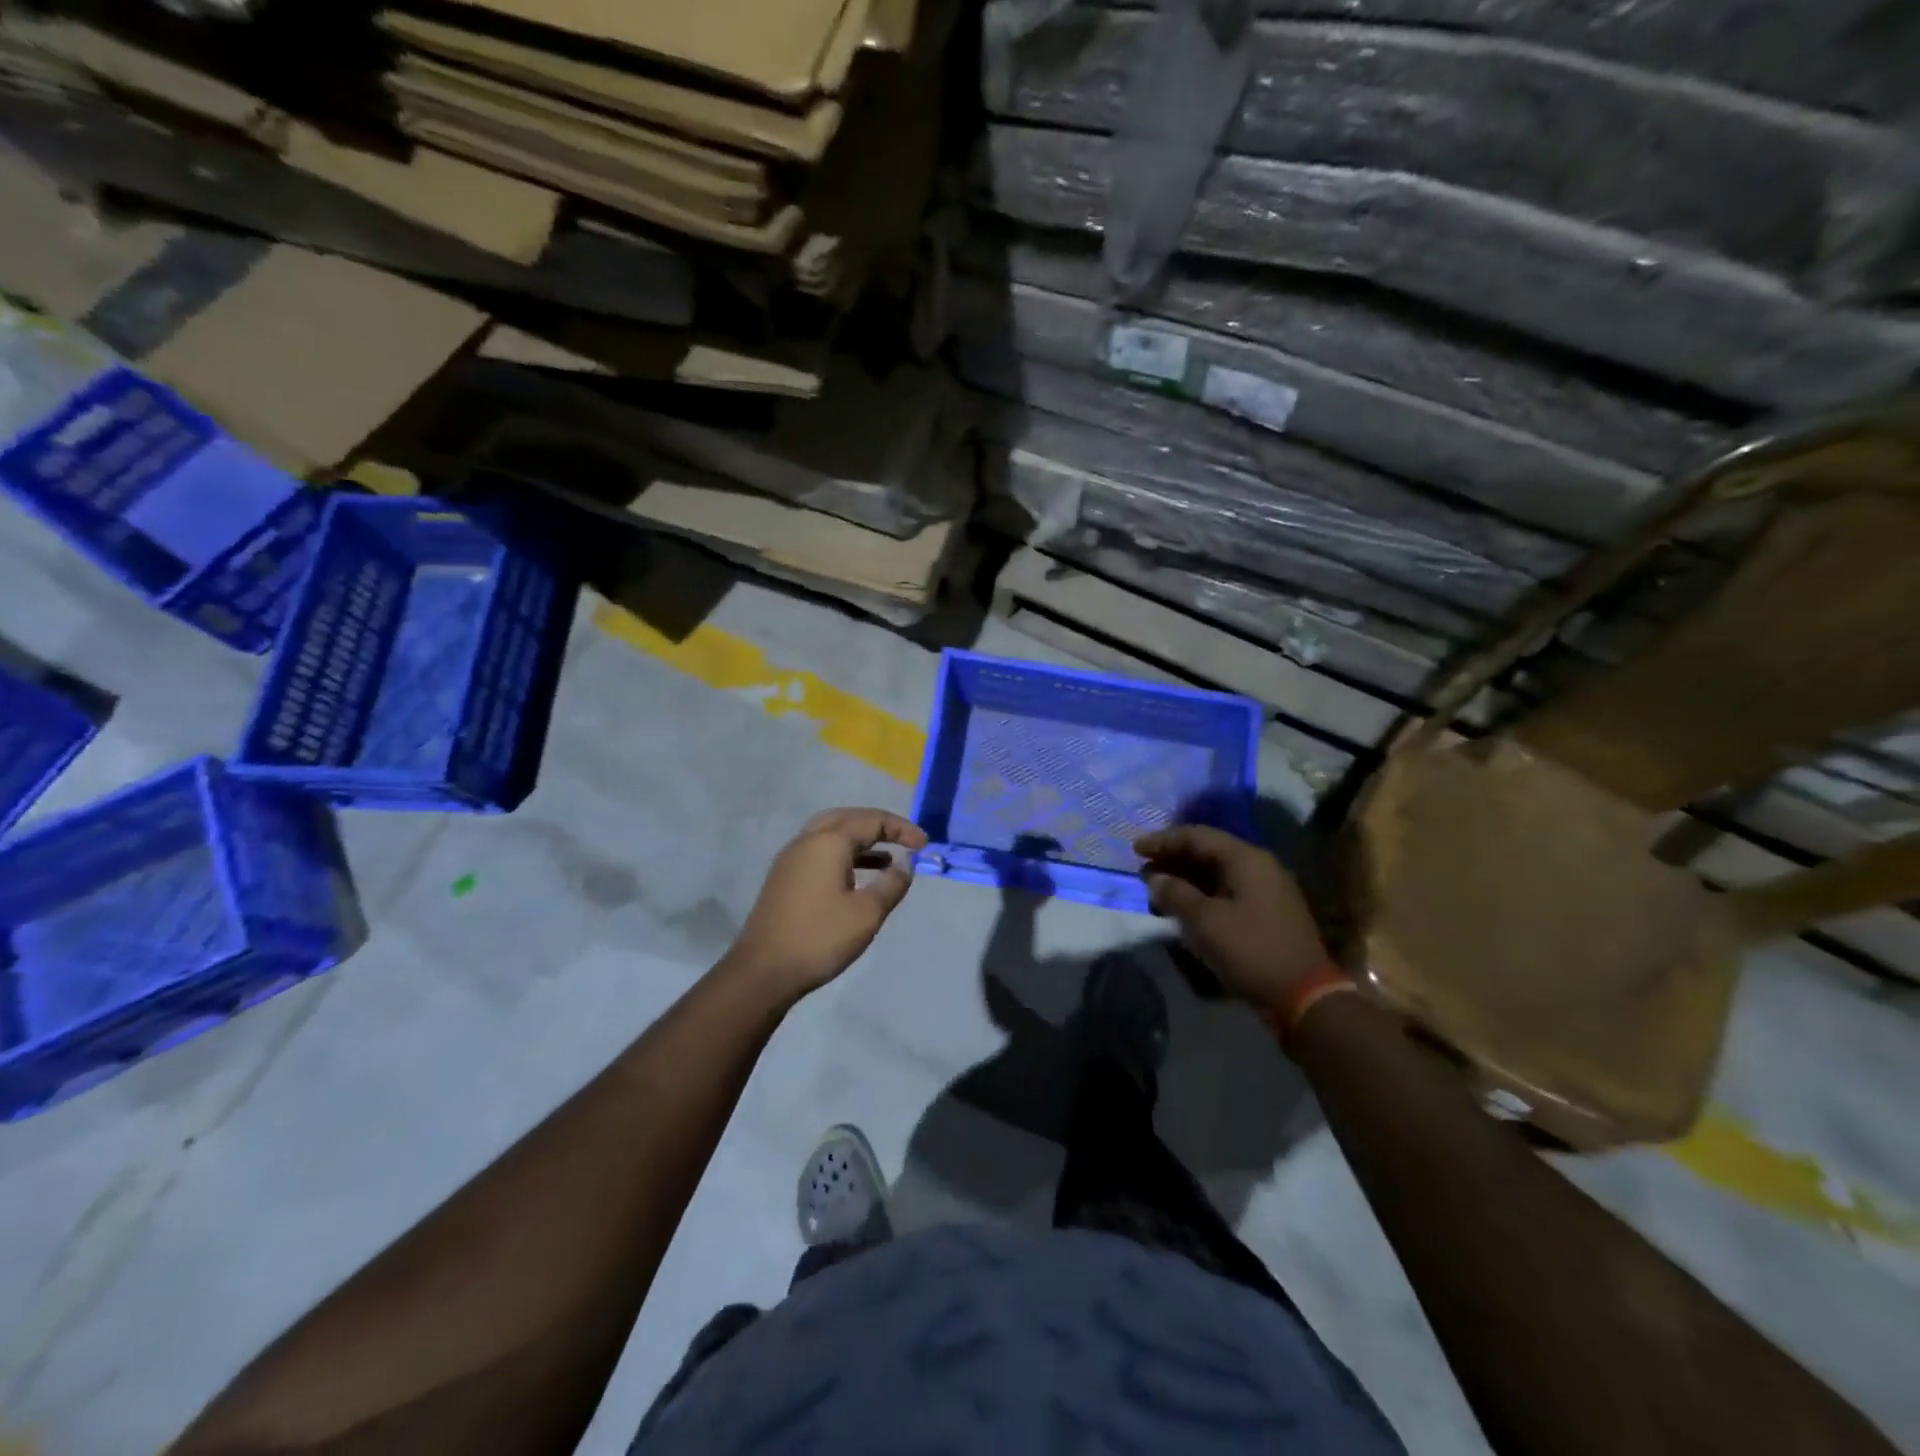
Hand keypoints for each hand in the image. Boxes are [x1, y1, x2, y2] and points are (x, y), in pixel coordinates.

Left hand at [725, 808, 928, 1003]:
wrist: (763, 971)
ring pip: (831, 834)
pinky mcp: (785, 877)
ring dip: (861, 840)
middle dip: (879, 826)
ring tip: (888, 859)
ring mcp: (791, 859)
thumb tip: (905, 863)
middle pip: (848, 818)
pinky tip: (858, 876)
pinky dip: (844, 854)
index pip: (871, 821)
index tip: (924, 845)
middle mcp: (807, 841)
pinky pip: (820, 851)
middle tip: (904, 840)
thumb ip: (892, 884)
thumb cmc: (820, 938)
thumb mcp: (867, 913)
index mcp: (828, 842)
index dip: (901, 829)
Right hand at [1134, 826, 1331, 1008]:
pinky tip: (1183, 906)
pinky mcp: (1267, 912)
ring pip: (1217, 872)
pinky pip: (1227, 890)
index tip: (1135, 849)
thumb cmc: (1251, 951)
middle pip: (1208, 851)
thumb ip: (1175, 894)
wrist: (1304, 997)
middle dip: (1173, 858)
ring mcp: (1266, 889)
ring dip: (1185, 877)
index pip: (1197, 836)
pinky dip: (1201, 893)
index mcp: (1246, 859)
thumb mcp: (1205, 922)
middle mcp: (1259, 866)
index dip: (1163, 840)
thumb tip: (1155, 878)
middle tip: (1143, 869)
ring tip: (1156, 888)